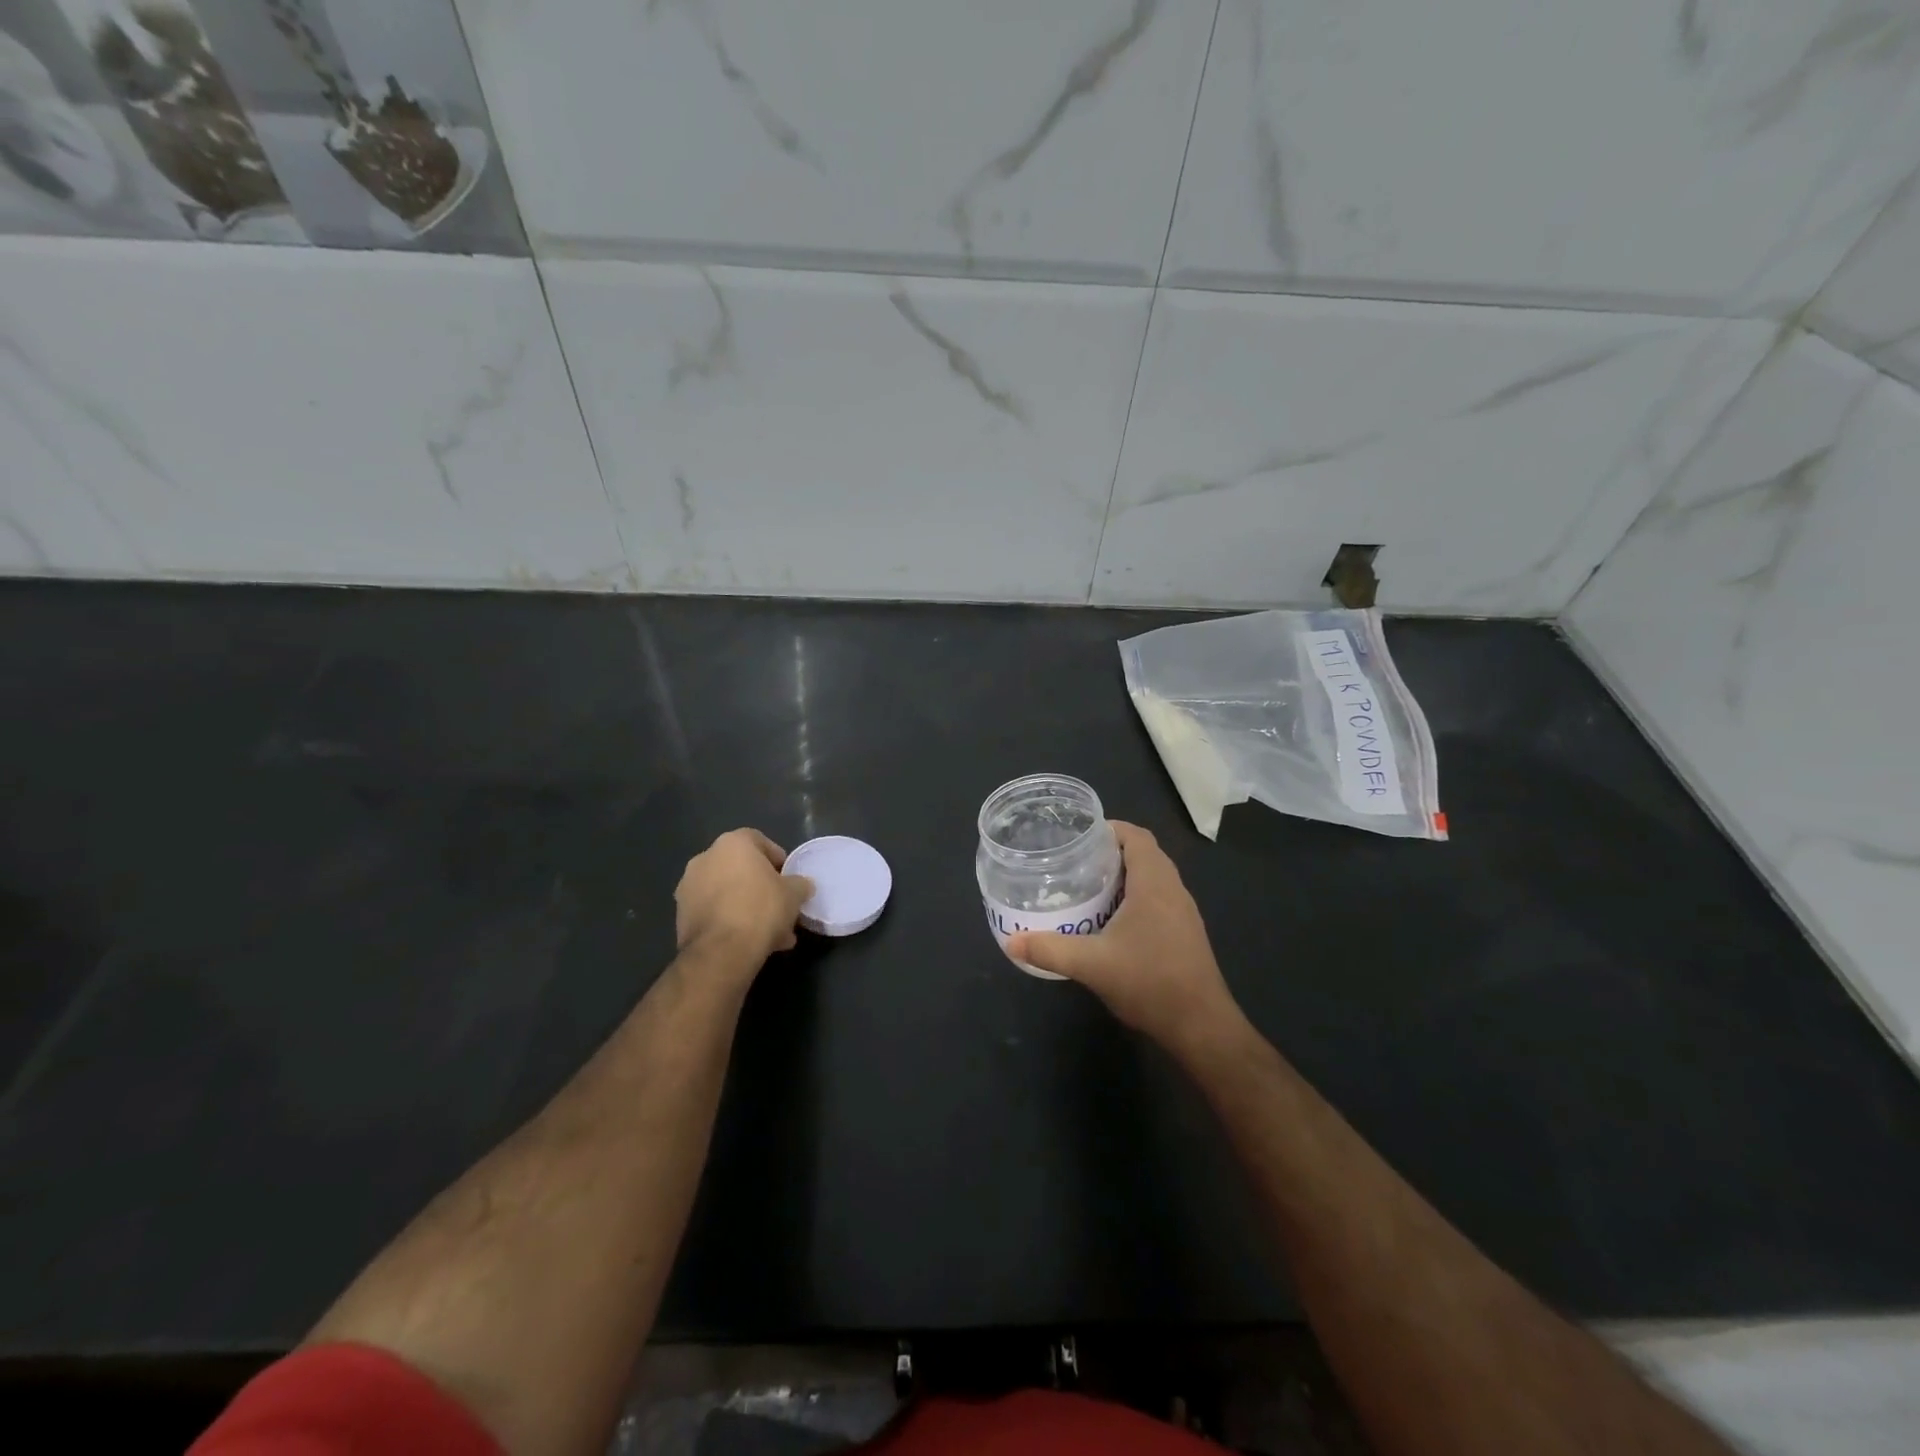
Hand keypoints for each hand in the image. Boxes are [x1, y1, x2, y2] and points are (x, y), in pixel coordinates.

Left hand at [674, 829, 812, 976]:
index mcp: (732, 844)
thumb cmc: (761, 909)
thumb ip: (799, 884)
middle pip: (741, 869)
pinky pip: (714, 913)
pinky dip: (730, 922)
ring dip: (746, 907)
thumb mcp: (794, 894)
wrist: (721, 951)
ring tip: (770, 933)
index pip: (759, 841)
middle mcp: (705, 858)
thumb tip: (802, 885)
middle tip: (780, 908)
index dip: (777, 859)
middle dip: (761, 888)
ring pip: (727, 893)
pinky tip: (749, 942)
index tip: (788, 878)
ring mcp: (688, 888)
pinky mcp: (681, 916)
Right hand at [1007, 822, 1241, 1058]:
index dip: (1110, 829)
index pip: (1136, 836)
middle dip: (1111, 852)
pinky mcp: (1185, 932)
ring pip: (1153, 877)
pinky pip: (1158, 898)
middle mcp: (1173, 889)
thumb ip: (1050, 950)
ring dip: (1124, 875)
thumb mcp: (1091, 965)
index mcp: (1154, 883)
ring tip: (1087, 886)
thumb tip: (1011, 941)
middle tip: (1075, 860)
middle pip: (1144, 853)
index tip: (1079, 836)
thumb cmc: (1149, 982)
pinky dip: (1134, 896)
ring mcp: (1183, 912)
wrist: (1200, 1026)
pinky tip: (1110, 919)